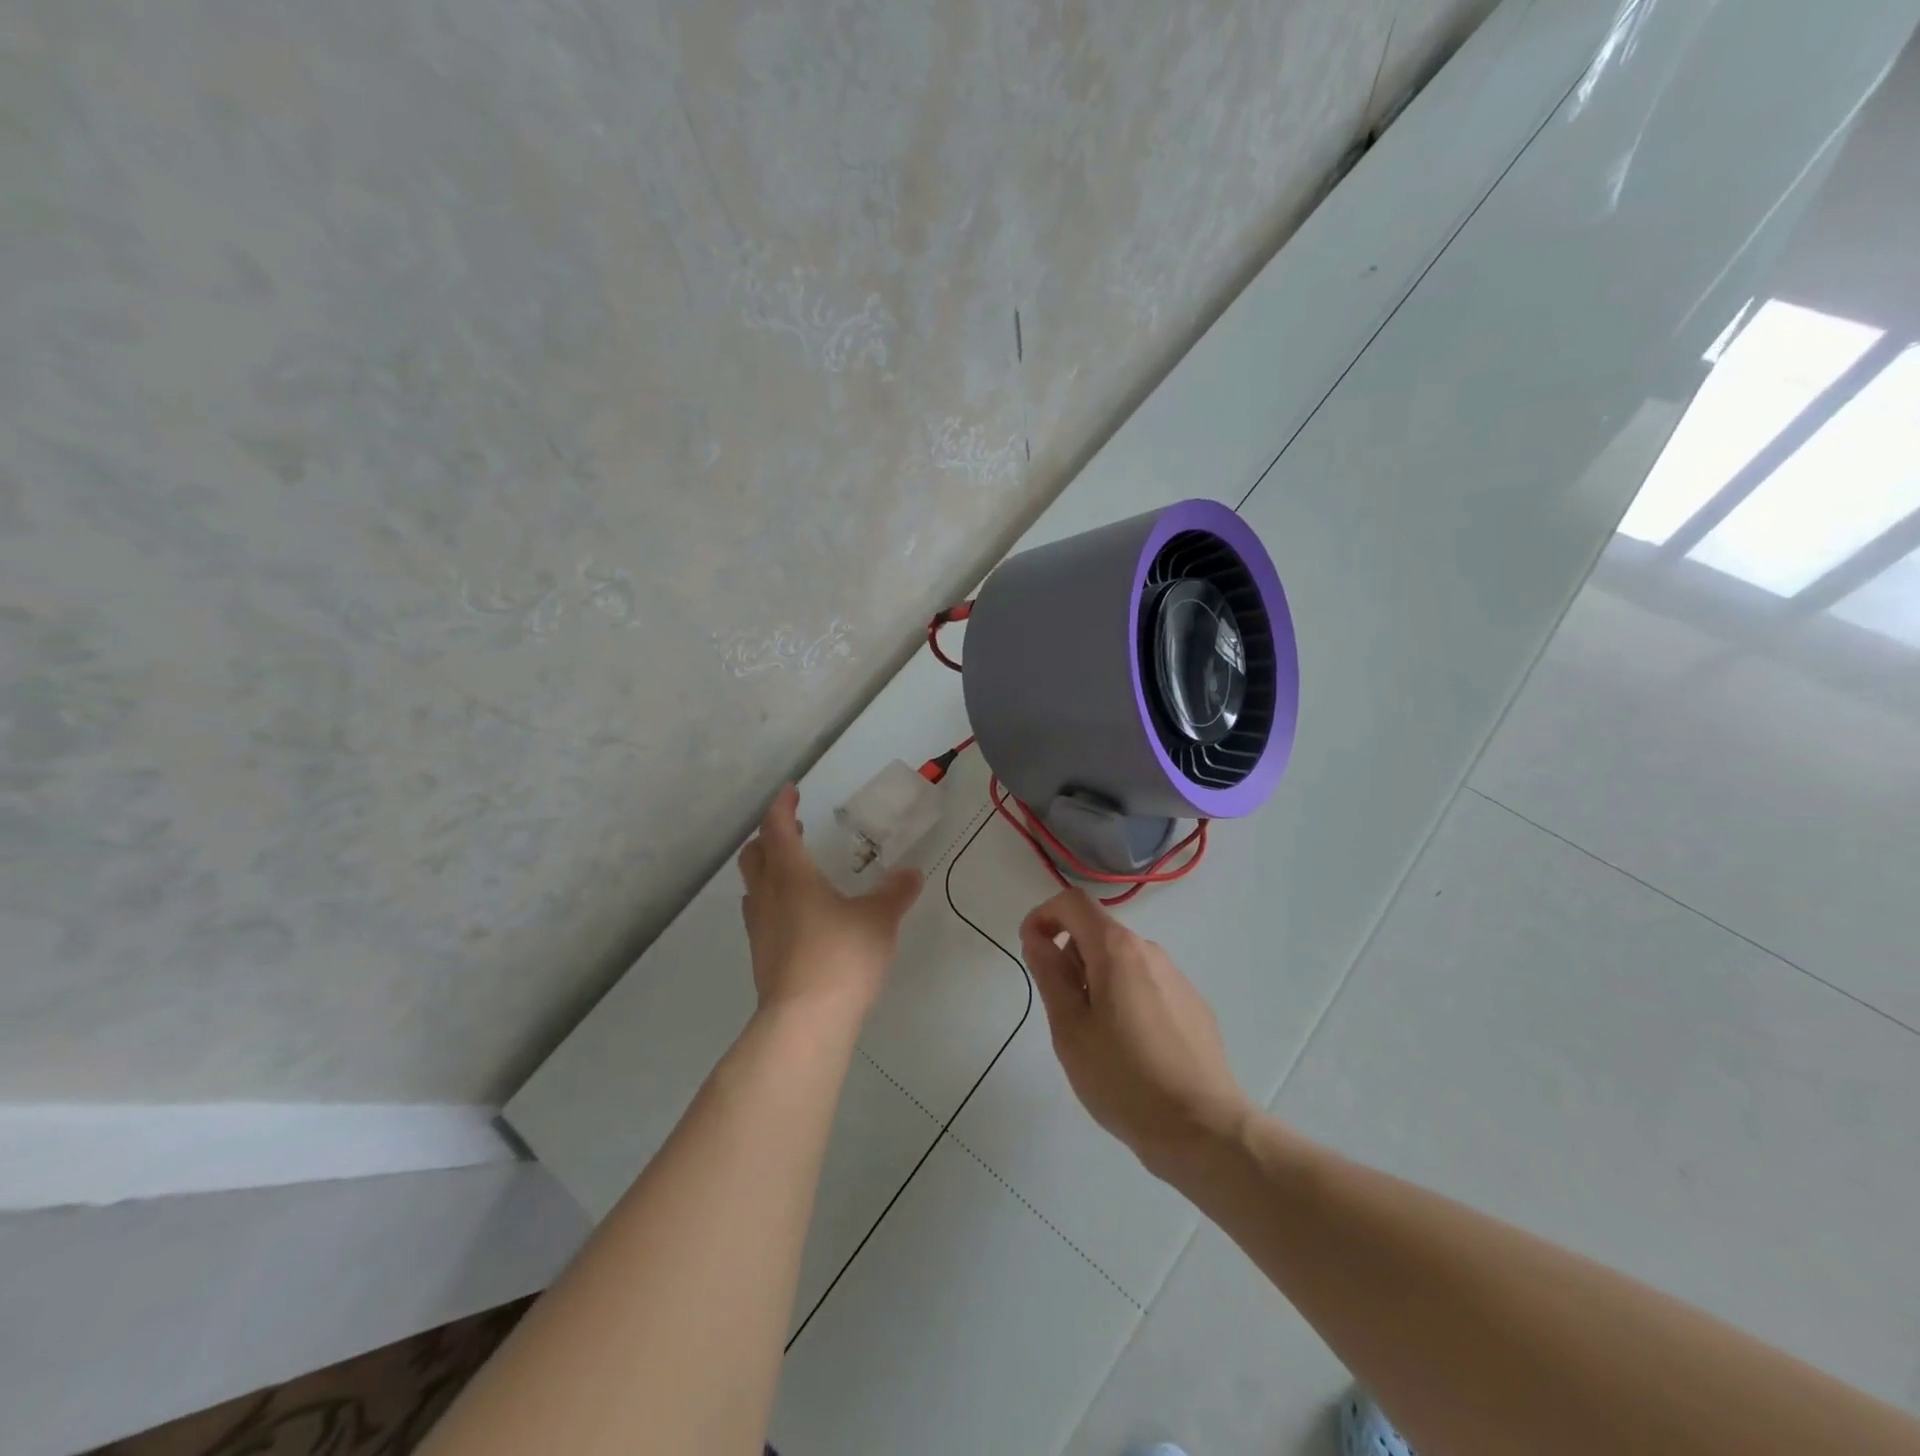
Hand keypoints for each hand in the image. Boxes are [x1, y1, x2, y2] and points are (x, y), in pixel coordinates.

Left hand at [737, 785, 922, 1020]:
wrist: (805, 1022)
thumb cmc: (841, 956)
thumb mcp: (879, 919)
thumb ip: (895, 893)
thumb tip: (911, 873)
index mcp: (791, 875)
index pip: (777, 828)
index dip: (782, 806)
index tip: (792, 791)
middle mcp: (768, 896)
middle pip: (755, 855)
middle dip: (771, 837)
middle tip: (793, 830)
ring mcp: (760, 930)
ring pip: (754, 887)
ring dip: (769, 870)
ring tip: (795, 871)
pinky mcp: (762, 958)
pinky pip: (762, 915)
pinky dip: (775, 902)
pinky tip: (800, 917)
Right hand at [1020, 889, 1253, 1176]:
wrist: (1202, 1128)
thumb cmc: (1123, 1078)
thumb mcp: (1070, 1028)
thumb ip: (1050, 974)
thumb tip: (1038, 938)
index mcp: (1117, 949)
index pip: (1073, 902)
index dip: (1044, 916)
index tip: (1031, 951)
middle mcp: (1149, 951)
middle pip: (1098, 932)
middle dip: (1070, 957)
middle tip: (1062, 1010)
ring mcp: (1176, 978)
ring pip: (1122, 961)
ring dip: (1097, 980)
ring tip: (1095, 1036)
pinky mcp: (1193, 1005)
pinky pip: (1147, 984)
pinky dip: (1125, 998)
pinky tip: (1130, 1049)